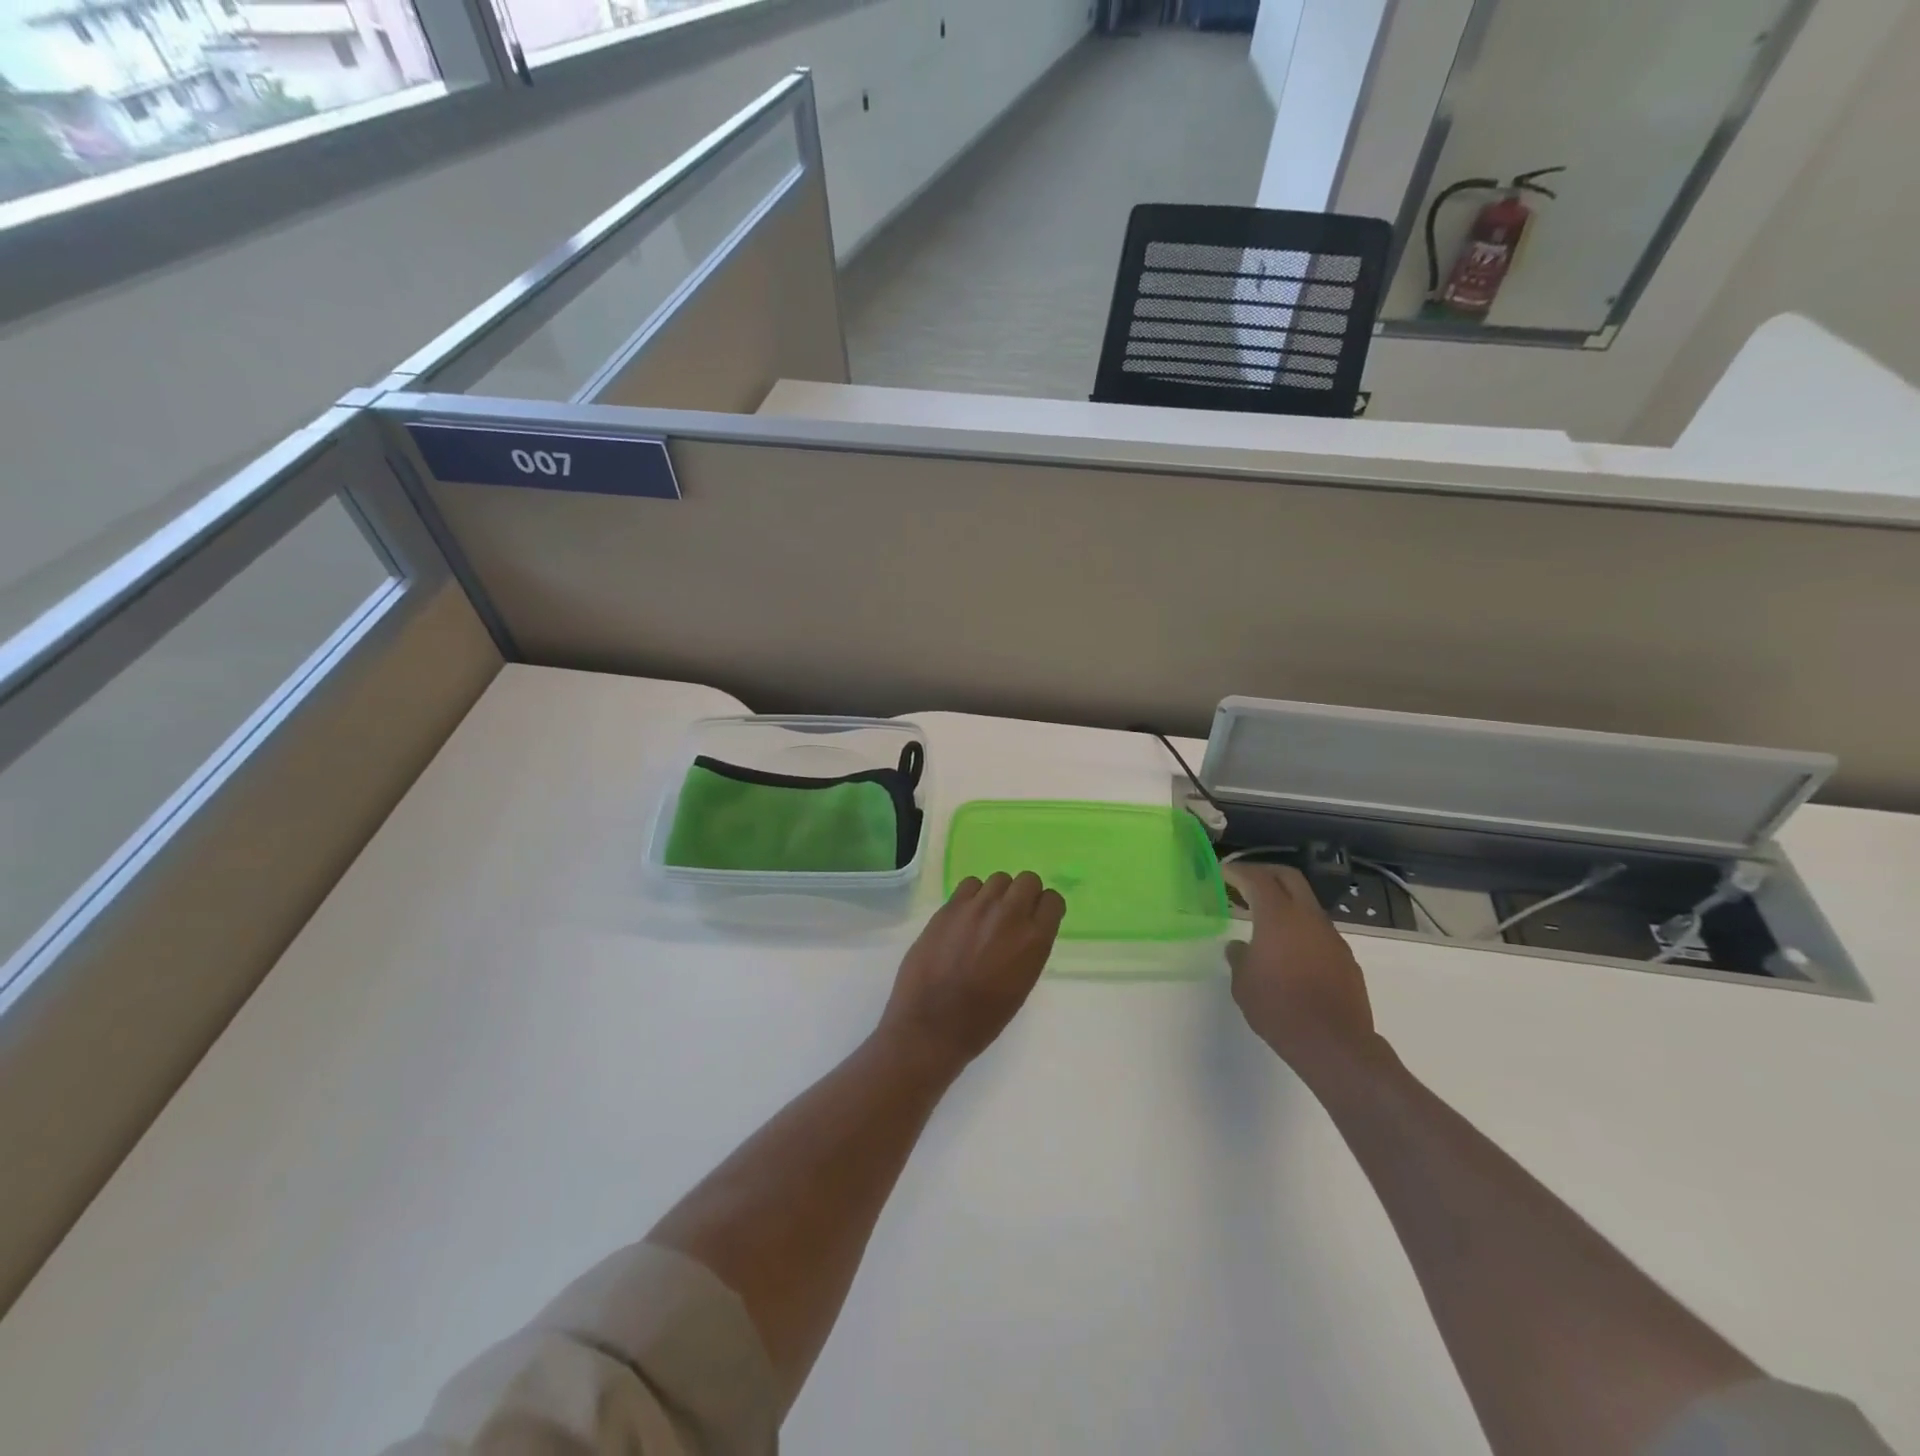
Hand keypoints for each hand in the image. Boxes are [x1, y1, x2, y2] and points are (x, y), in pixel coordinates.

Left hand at [877, 872, 1065, 1076]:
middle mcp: (1010, 915)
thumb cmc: (983, 1018)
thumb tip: (1024, 930)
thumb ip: (1028, 948)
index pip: (1053, 900)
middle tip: (1012, 914)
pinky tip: (965, 917)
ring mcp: (977, 907)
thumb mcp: (1022, 984)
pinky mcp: (949, 907)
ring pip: (998, 879)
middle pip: (1028, 880)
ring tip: (986, 916)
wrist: (933, 1024)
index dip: (1045, 908)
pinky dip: (972, 896)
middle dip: (1024, 894)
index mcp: (1034, 940)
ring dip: (997, 894)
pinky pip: (970, 884)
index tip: (1037, 918)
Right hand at [1224, 864, 1380, 1077]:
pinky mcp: (1345, 958)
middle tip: (1245, 880)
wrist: (1334, 1044)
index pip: (1257, 879)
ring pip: (1306, 904)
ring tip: (1263, 918)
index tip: (1223, 871)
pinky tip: (1289, 950)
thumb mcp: (1243, 984)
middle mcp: (1308, 918)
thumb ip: (1239, 957)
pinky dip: (1300, 928)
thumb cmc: (1279, 1008)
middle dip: (1265, 873)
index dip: (1238, 871)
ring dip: (1285, 902)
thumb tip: (1240, 946)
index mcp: (1278, 916)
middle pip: (1289, 878)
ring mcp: (1331, 937)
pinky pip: (1318, 931)